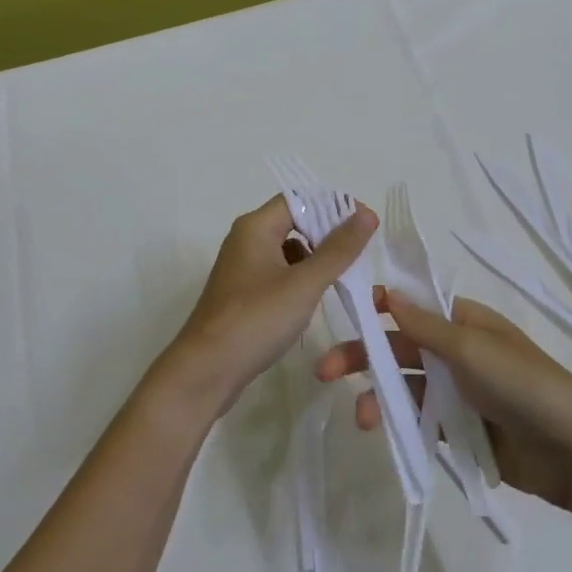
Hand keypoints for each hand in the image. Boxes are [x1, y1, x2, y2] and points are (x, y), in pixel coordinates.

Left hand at [160, 195, 377, 417]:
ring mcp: (242, 268)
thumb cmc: (256, 320)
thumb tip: (366, 213)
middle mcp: (246, 239)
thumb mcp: (304, 283)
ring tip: (343, 276)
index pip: (300, 199)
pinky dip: (300, 279)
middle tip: (360, 251)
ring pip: (288, 250)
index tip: (365, 223)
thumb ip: (338, 249)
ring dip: (316, 258)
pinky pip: (279, 274)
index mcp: (256, 227)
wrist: (205, 372)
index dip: (334, 206)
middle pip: (294, 221)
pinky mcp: (243, 294)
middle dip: (328, 233)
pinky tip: (314, 299)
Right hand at [315, 289, 571, 508]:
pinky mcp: (461, 429)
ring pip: (407, 387)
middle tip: (323, 370)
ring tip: (362, 416)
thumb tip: (387, 293)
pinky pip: (422, 419)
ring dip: (380, 394)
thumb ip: (424, 326)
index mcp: (464, 321)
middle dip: (364, 355)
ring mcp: (459, 392)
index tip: (344, 311)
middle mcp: (458, 352)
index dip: (379, 307)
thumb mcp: (471, 346)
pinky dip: (401, 422)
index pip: (413, 307)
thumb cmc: (521, 382)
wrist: (571, 449)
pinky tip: (383, 431)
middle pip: (401, 348)